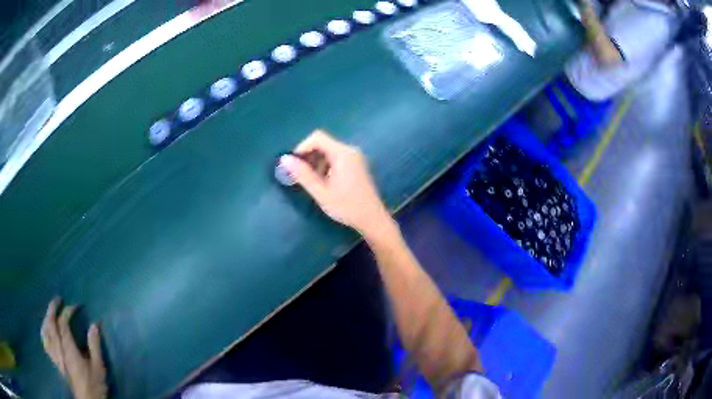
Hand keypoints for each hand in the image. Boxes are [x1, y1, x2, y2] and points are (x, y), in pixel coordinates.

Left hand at [41, 298, 107, 398]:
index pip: (63, 323)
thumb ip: (95, 346)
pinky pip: (45, 343)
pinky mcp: (55, 361)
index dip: (68, 311)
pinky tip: (46, 329)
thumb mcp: (98, 367)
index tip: (76, 306)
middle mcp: (58, 348)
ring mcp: (55, 354)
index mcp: (68, 348)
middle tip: (59, 300)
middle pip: (50, 322)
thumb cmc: (94, 384)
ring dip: (46, 317)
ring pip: (45, 330)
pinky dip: (44, 332)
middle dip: (53, 308)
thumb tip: (94, 324)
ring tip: (51, 312)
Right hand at [280, 130, 393, 238]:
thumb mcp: (321, 192)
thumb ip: (303, 174)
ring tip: (312, 182)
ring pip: (329, 151)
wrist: (372, 219)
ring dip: (317, 162)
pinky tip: (324, 182)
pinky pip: (336, 158)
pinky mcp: (356, 165)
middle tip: (300, 175)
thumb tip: (284, 159)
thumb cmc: (347, 207)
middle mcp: (350, 150)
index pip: (317, 137)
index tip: (294, 165)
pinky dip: (326, 165)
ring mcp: (355, 157)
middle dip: (309, 156)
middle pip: (323, 143)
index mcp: (342, 153)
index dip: (302, 147)